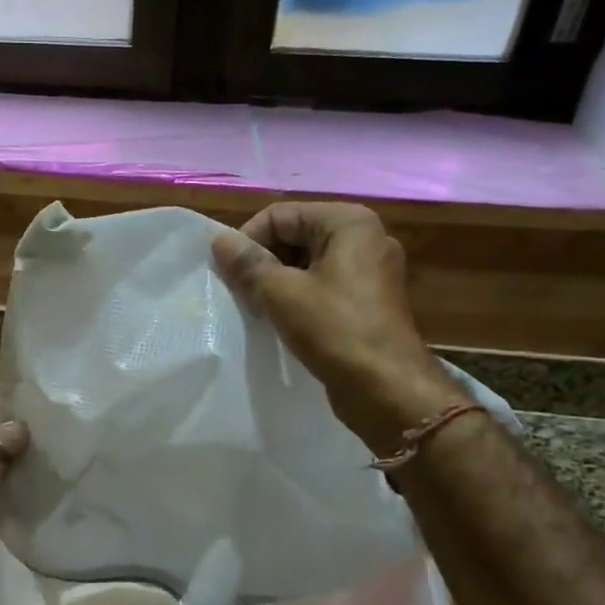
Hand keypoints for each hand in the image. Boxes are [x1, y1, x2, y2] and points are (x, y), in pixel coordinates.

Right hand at [211, 202, 464, 444]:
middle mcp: (365, 237)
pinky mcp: (368, 300)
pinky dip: (297, 297)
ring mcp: (370, 270)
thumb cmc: (335, 330)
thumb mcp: (281, 293)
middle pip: (295, 235)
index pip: (280, 215)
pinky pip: (322, 285)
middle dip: (263, 262)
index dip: (248, 241)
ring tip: (257, 309)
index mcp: (348, 222)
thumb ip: (248, 264)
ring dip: (277, 282)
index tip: (229, 275)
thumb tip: (218, 241)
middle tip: (241, 294)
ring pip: (306, 263)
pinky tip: (280, 321)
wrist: (386, 389)